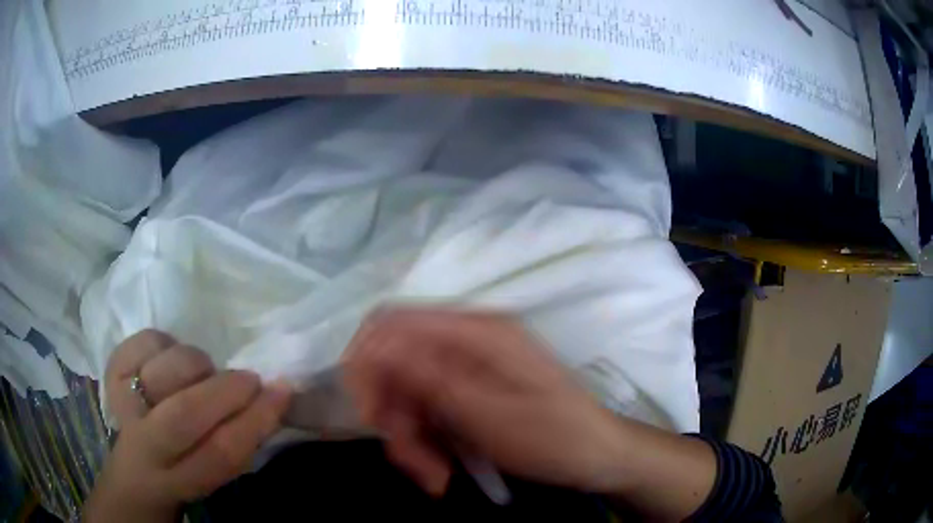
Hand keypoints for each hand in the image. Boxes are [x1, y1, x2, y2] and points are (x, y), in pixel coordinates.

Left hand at [84, 330, 291, 522]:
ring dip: (194, 366)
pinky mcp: (112, 374)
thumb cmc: (187, 469)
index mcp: (183, 479)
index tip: (281, 390)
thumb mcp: (217, 469)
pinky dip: (163, 342)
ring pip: (162, 372)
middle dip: (224, 391)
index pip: (220, 453)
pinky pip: (142, 343)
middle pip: (183, 414)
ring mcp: (124, 406)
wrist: (135, 470)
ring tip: (203, 373)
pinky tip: (168, 358)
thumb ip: (241, 439)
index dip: (253, 420)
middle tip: (248, 379)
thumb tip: (275, 393)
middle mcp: (147, 446)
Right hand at [343, 308, 632, 495]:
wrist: (600, 456)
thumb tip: (375, 347)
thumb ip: (432, 380)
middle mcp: (467, 341)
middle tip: (411, 462)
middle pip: (395, 364)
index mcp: (476, 333)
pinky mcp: (468, 392)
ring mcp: (467, 367)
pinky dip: (425, 441)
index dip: (365, 362)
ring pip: (407, 395)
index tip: (368, 415)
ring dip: (410, 438)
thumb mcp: (490, 417)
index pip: (392, 323)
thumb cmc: (555, 438)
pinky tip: (441, 470)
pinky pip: (426, 411)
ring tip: (434, 477)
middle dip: (393, 416)